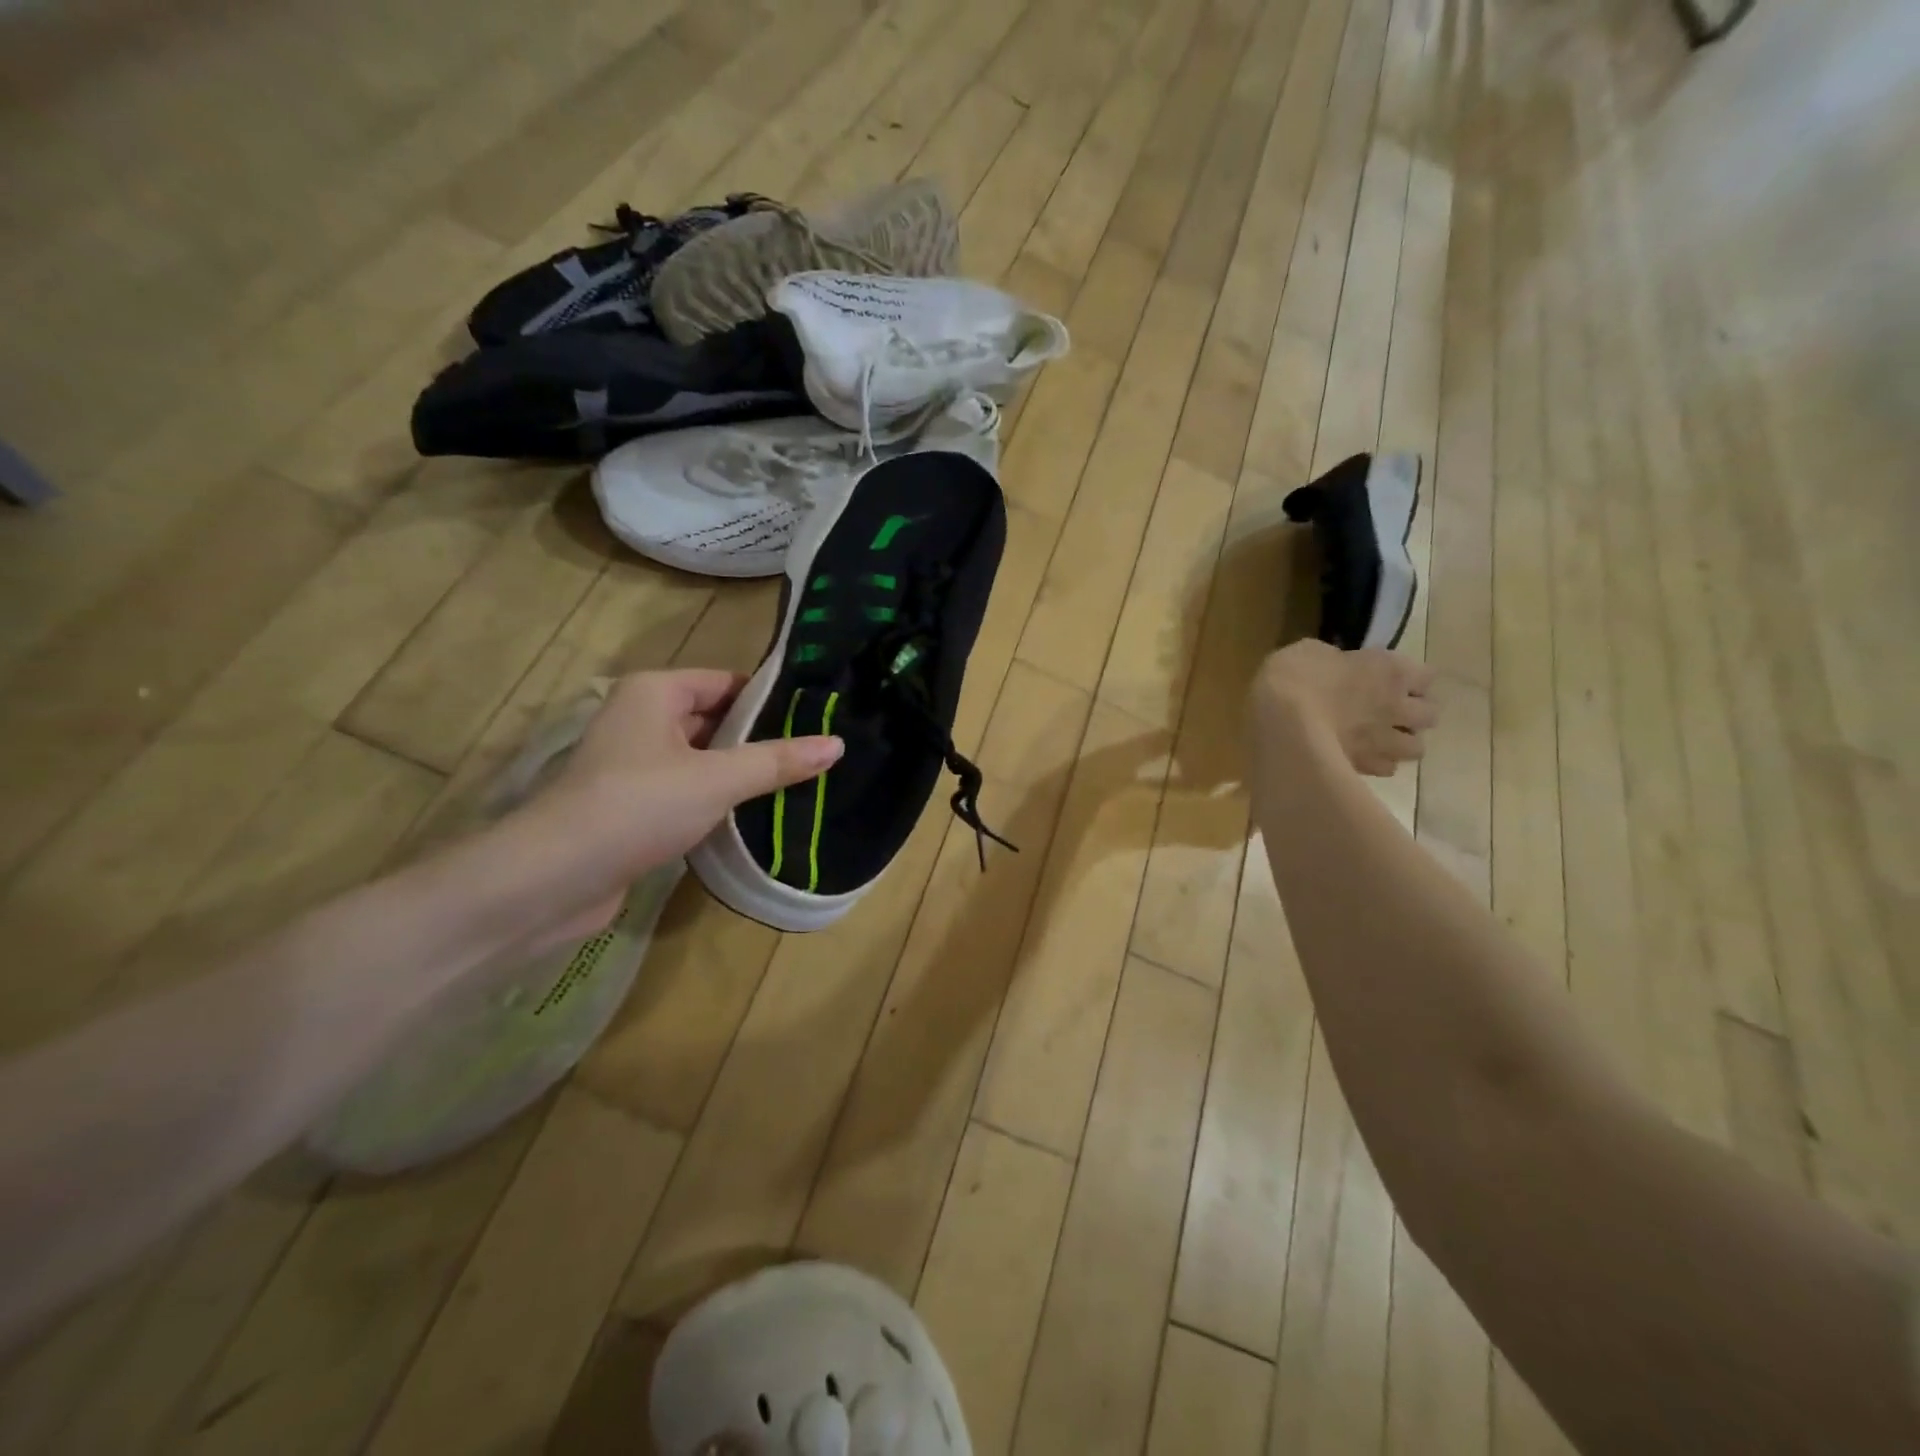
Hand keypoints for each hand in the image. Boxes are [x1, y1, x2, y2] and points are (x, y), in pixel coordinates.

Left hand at [503, 670, 841, 942]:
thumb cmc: (637, 806)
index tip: (817, 717)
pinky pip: (686, 790)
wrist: (552, 879)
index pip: (726, 682)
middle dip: (759, 739)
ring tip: (798, 783)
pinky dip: (716, 799)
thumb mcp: (717, 779)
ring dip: (739, 773)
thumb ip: (777, 760)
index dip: (771, 699)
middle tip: (816, 754)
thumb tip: (838, 743)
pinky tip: (753, 815)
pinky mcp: (632, 804)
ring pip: (701, 759)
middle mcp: (641, 718)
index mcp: (655, 693)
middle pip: (715, 720)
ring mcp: (633, 764)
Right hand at [1251, 641, 1436, 776]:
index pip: (1426, 675)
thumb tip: (1337, 669)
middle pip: (1429, 714)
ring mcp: (1384, 740)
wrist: (1283, 722)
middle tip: (1389, 712)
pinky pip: (1386, 768)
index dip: (1410, 678)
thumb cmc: (1296, 677)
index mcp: (1390, 671)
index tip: (1391, 678)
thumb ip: (1336, 662)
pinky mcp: (1366, 767)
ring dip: (1402, 742)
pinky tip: (1361, 758)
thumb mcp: (1312, 652)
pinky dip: (1378, 764)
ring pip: (1416, 748)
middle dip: (1414, 713)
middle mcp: (1397, 706)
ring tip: (1380, 740)